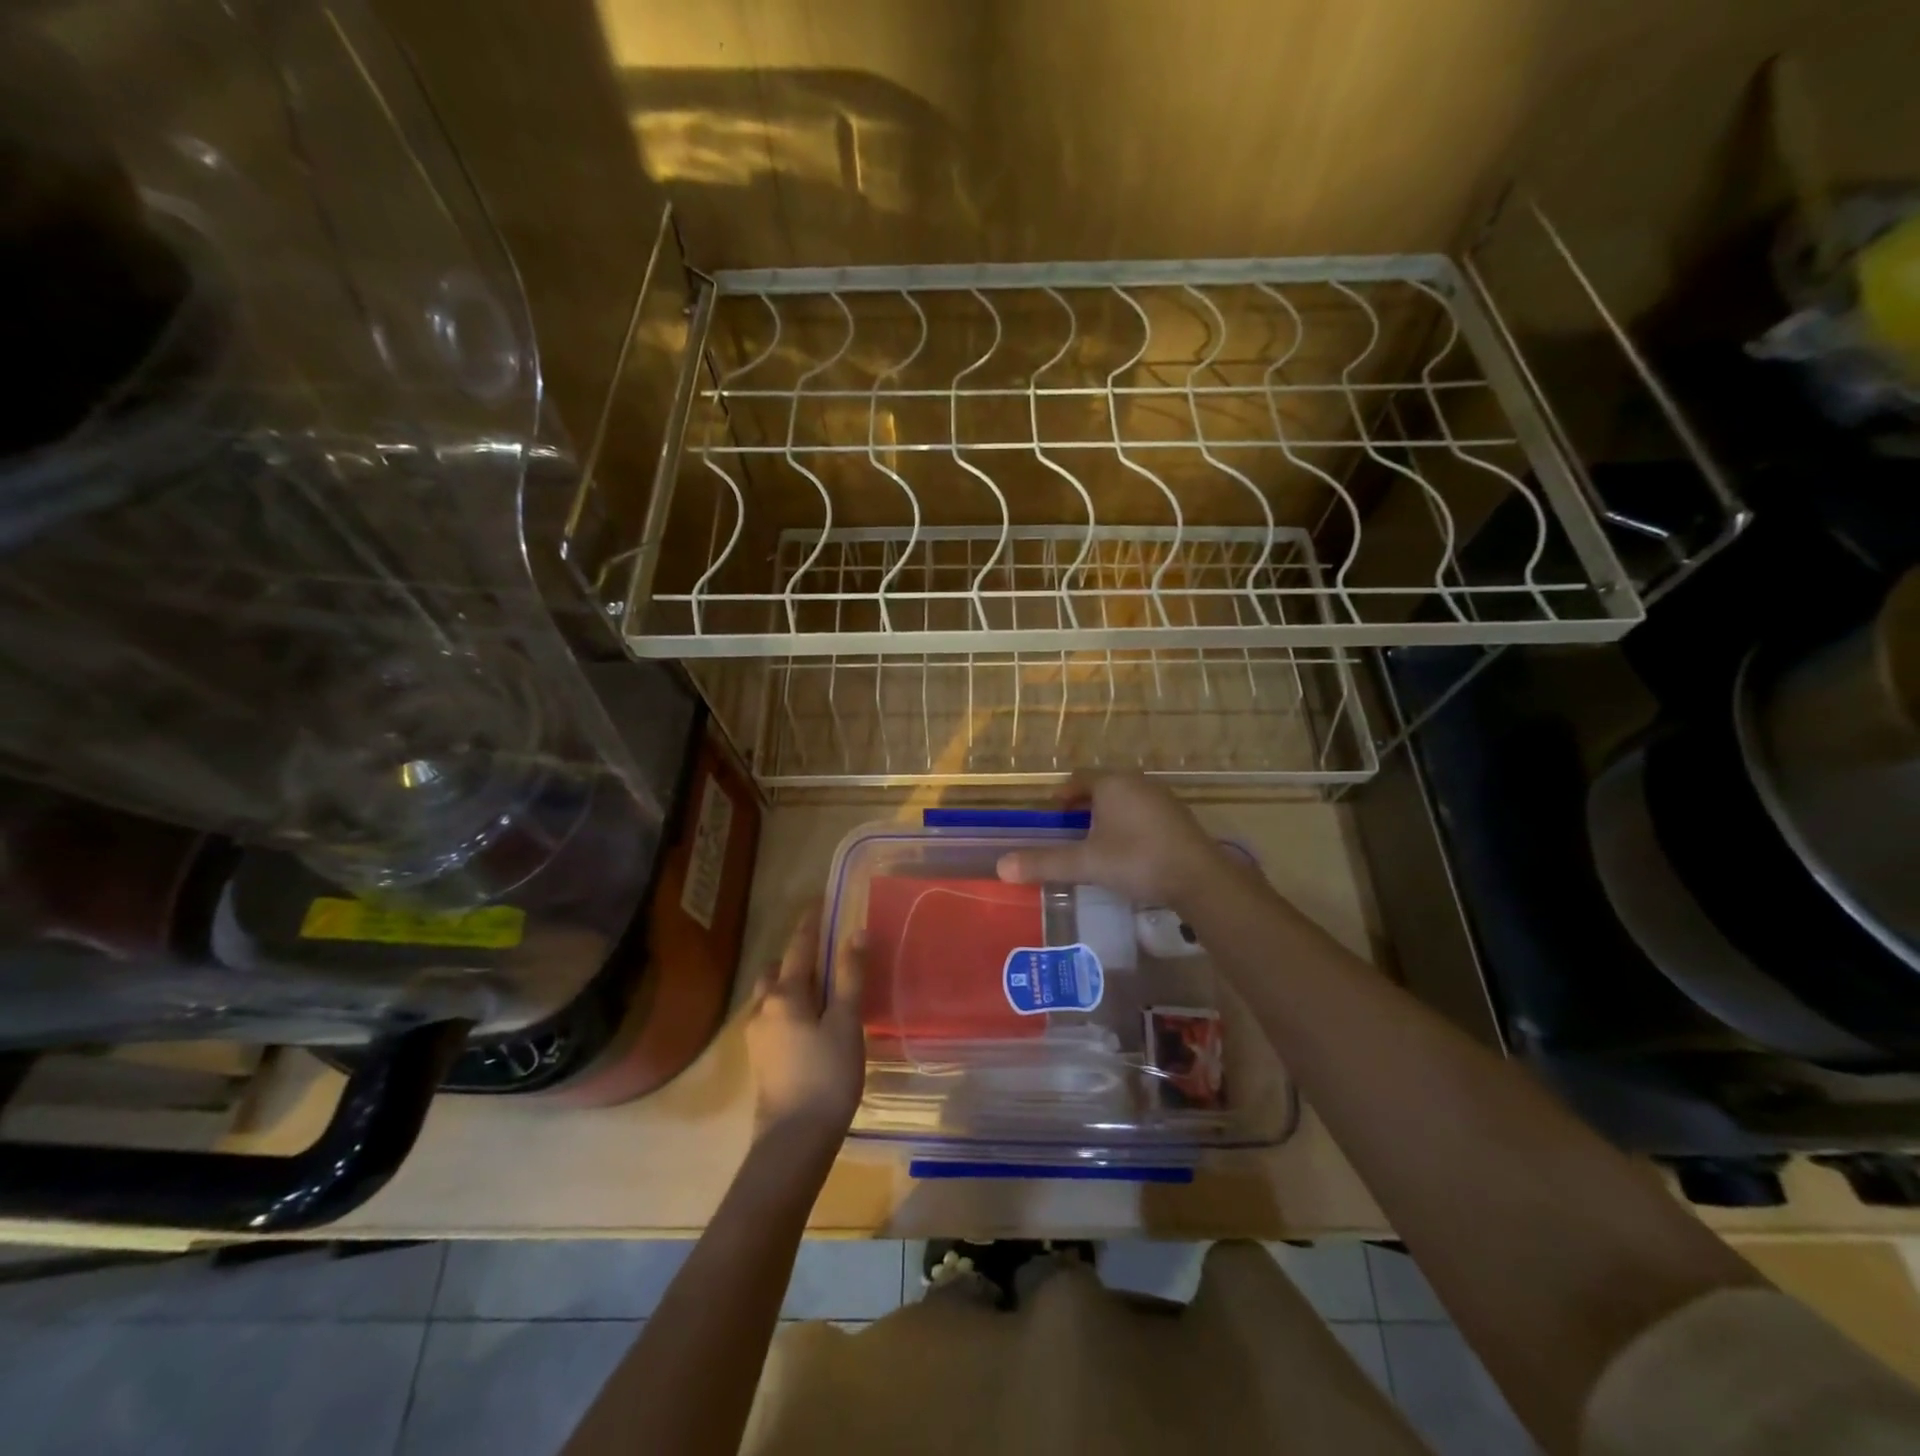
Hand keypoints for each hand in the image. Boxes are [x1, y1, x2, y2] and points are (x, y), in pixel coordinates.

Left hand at [745, 903, 864, 1149]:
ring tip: (816, 986)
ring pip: (769, 994)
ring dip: (788, 981)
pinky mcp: (760, 1058)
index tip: (818, 903)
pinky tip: (805, 1020)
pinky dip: (786, 1005)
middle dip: (796, 955)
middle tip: (822, 950)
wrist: (794, 1139)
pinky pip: (771, 1016)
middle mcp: (763, 1007)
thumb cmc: (827, 1075)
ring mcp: (757, 1035)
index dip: (810, 924)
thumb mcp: (846, 1022)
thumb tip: (854, 932)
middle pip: (777, 969)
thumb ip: (849, 976)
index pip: (799, 947)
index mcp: (785, 994)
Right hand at [994, 771, 1225, 907]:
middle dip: (1083, 805)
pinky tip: (1128, 850)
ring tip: (1095, 841)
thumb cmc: (1137, 860)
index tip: (1051, 814)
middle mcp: (1137, 782)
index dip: (1062, 794)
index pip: (1078, 779)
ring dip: (1107, 815)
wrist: (1199, 878)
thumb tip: (1001, 866)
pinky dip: (1129, 824)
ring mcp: (1161, 798)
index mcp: (1112, 783)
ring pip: (1124, 799)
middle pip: (1102, 787)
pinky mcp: (1178, 817)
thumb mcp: (1086, 863)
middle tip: (1069, 829)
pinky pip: (1143, 812)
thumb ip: (1045, 863)